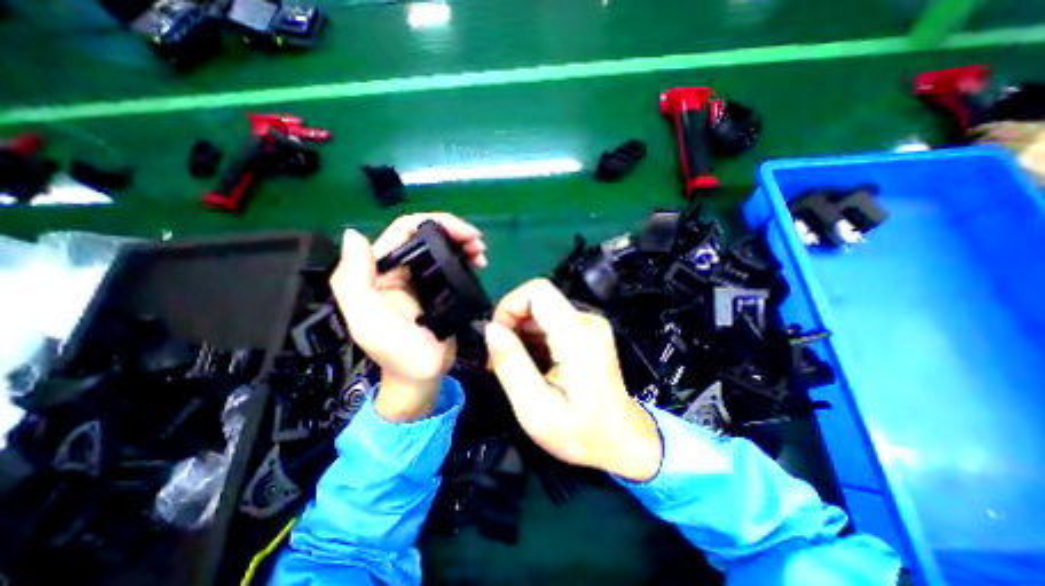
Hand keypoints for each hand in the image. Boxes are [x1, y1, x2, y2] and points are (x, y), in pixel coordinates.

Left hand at [328, 213, 488, 423]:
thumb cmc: (398, 353)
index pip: (405, 230)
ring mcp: (421, 279)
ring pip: (442, 248)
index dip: (436, 222)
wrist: (422, 377)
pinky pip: (451, 265)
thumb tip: (353, 234)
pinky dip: (465, 260)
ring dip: (463, 244)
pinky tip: (477, 265)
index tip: (465, 233)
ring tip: (481, 254)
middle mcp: (400, 269)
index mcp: (380, 271)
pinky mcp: (439, 289)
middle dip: (455, 232)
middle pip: (427, 235)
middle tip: (479, 244)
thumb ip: (353, 280)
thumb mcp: (368, 320)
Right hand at [482, 279, 659, 480]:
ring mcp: (589, 324)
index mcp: (578, 335)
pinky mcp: (587, 331)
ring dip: (520, 332)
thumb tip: (490, 329)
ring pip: (541, 310)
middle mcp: (587, 320)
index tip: (497, 337)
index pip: (537, 291)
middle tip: (499, 359)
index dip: (509, 306)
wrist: (622, 441)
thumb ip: (511, 364)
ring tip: (513, 365)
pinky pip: (551, 321)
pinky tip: (530, 363)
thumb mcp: (536, 408)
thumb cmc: (581, 433)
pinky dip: (533, 337)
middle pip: (537, 299)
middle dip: (511, 323)